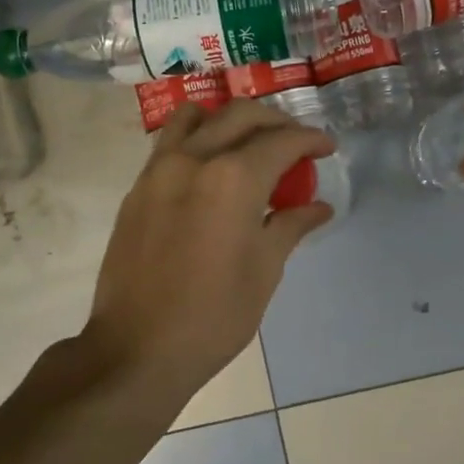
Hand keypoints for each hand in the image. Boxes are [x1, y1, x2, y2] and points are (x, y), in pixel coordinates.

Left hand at [84, 99, 334, 395]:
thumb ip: (291, 225)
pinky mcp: (137, 188)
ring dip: (229, 120)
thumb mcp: (264, 270)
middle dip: (276, 122)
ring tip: (248, 144)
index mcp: (233, 179)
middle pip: (241, 115)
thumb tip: (319, 206)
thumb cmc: (214, 315)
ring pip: (197, 117)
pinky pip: (170, 143)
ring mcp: (158, 170)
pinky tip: (211, 170)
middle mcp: (194, 159)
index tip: (326, 147)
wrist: (137, 348)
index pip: (281, 141)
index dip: (310, 139)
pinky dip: (197, 139)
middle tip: (295, 144)